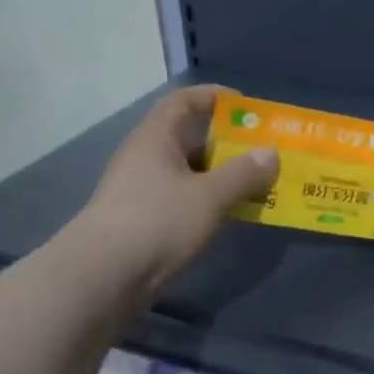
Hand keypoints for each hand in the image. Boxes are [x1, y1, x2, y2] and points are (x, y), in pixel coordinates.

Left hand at [69, 86, 276, 294]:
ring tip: (258, 186)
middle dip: (228, 144)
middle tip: (263, 153)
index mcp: (156, 138)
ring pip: (189, 174)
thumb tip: (270, 154)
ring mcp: (142, 191)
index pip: (184, 102)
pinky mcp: (144, 222)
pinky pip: (184, 201)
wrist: (103, 276)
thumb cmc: (158, 221)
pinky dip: (209, 202)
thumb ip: (243, 174)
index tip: (247, 107)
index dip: (214, 97)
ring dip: (222, 177)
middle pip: (190, 139)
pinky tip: (231, 216)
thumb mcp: (209, 196)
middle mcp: (146, 158)